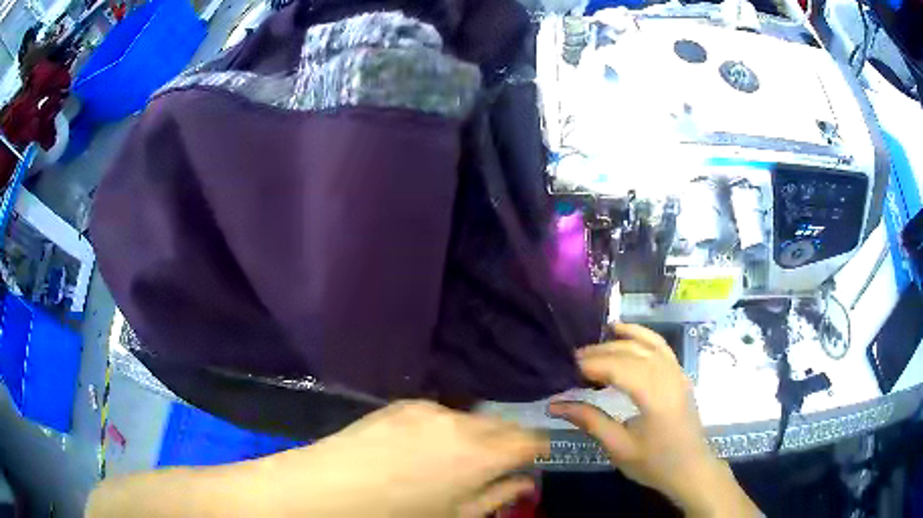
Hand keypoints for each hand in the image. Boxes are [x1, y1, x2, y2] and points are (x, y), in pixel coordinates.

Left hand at [252, 400, 546, 516]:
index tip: (532, 462)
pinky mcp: (402, 403)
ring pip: (471, 418)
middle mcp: (462, 421)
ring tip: (451, 460)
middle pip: (503, 425)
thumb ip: (498, 496)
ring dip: (474, 435)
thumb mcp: (457, 516)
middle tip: (493, 466)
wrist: (329, 489)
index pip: (531, 439)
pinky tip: (419, 449)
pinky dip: (444, 428)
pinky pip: (438, 414)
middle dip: (508, 443)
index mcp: (482, 453)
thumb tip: (525, 482)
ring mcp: (429, 408)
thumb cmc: (398, 514)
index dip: (537, 450)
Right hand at [547, 324, 759, 517]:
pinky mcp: (680, 374)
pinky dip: (642, 335)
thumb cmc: (655, 463)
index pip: (621, 368)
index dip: (593, 364)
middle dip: (601, 352)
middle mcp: (669, 377)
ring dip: (619, 340)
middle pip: (632, 353)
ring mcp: (678, 372)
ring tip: (594, 342)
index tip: (567, 367)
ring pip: (647, 344)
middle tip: (573, 359)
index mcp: (656, 397)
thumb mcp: (619, 448)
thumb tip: (555, 405)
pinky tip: (625, 333)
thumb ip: (590, 421)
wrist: (691, 469)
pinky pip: (660, 346)